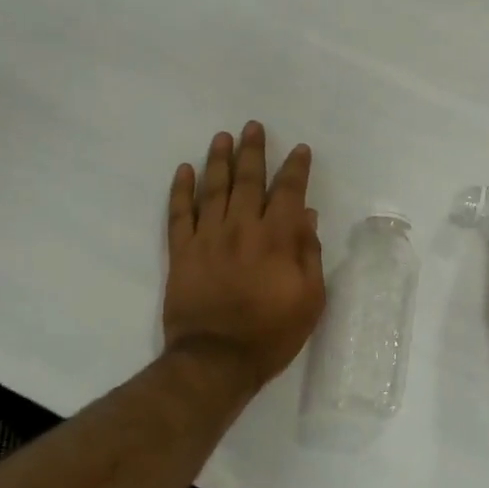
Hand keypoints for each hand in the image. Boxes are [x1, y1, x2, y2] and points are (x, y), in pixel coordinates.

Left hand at [164, 122, 325, 389]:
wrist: (216, 360)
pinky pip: (179, 213)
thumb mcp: (309, 299)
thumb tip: (306, 215)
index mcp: (276, 238)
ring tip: (222, 137)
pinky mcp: (181, 252)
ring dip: (219, 160)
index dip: (295, 168)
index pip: (288, 192)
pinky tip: (184, 170)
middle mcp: (241, 228)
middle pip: (248, 180)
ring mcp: (207, 237)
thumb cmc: (271, 333)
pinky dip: (181, 190)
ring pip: (213, 189)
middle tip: (253, 127)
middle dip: (253, 151)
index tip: (299, 149)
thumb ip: (309, 253)